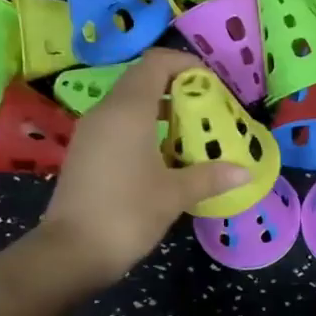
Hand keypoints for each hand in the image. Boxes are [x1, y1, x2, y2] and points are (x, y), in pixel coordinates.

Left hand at [37, 48, 250, 288]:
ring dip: (161, 108)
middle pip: (143, 79)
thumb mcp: (175, 194)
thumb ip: (210, 176)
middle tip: (207, 109)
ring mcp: (91, 131)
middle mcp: (106, 111)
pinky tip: (164, 155)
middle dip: (177, 86)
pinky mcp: (85, 151)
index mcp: (128, 110)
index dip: (185, 64)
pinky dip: (143, 126)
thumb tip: (245, 172)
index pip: (156, 63)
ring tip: (191, 131)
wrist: (70, 252)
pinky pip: (118, 123)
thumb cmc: (127, 214)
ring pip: (129, 102)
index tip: (211, 84)